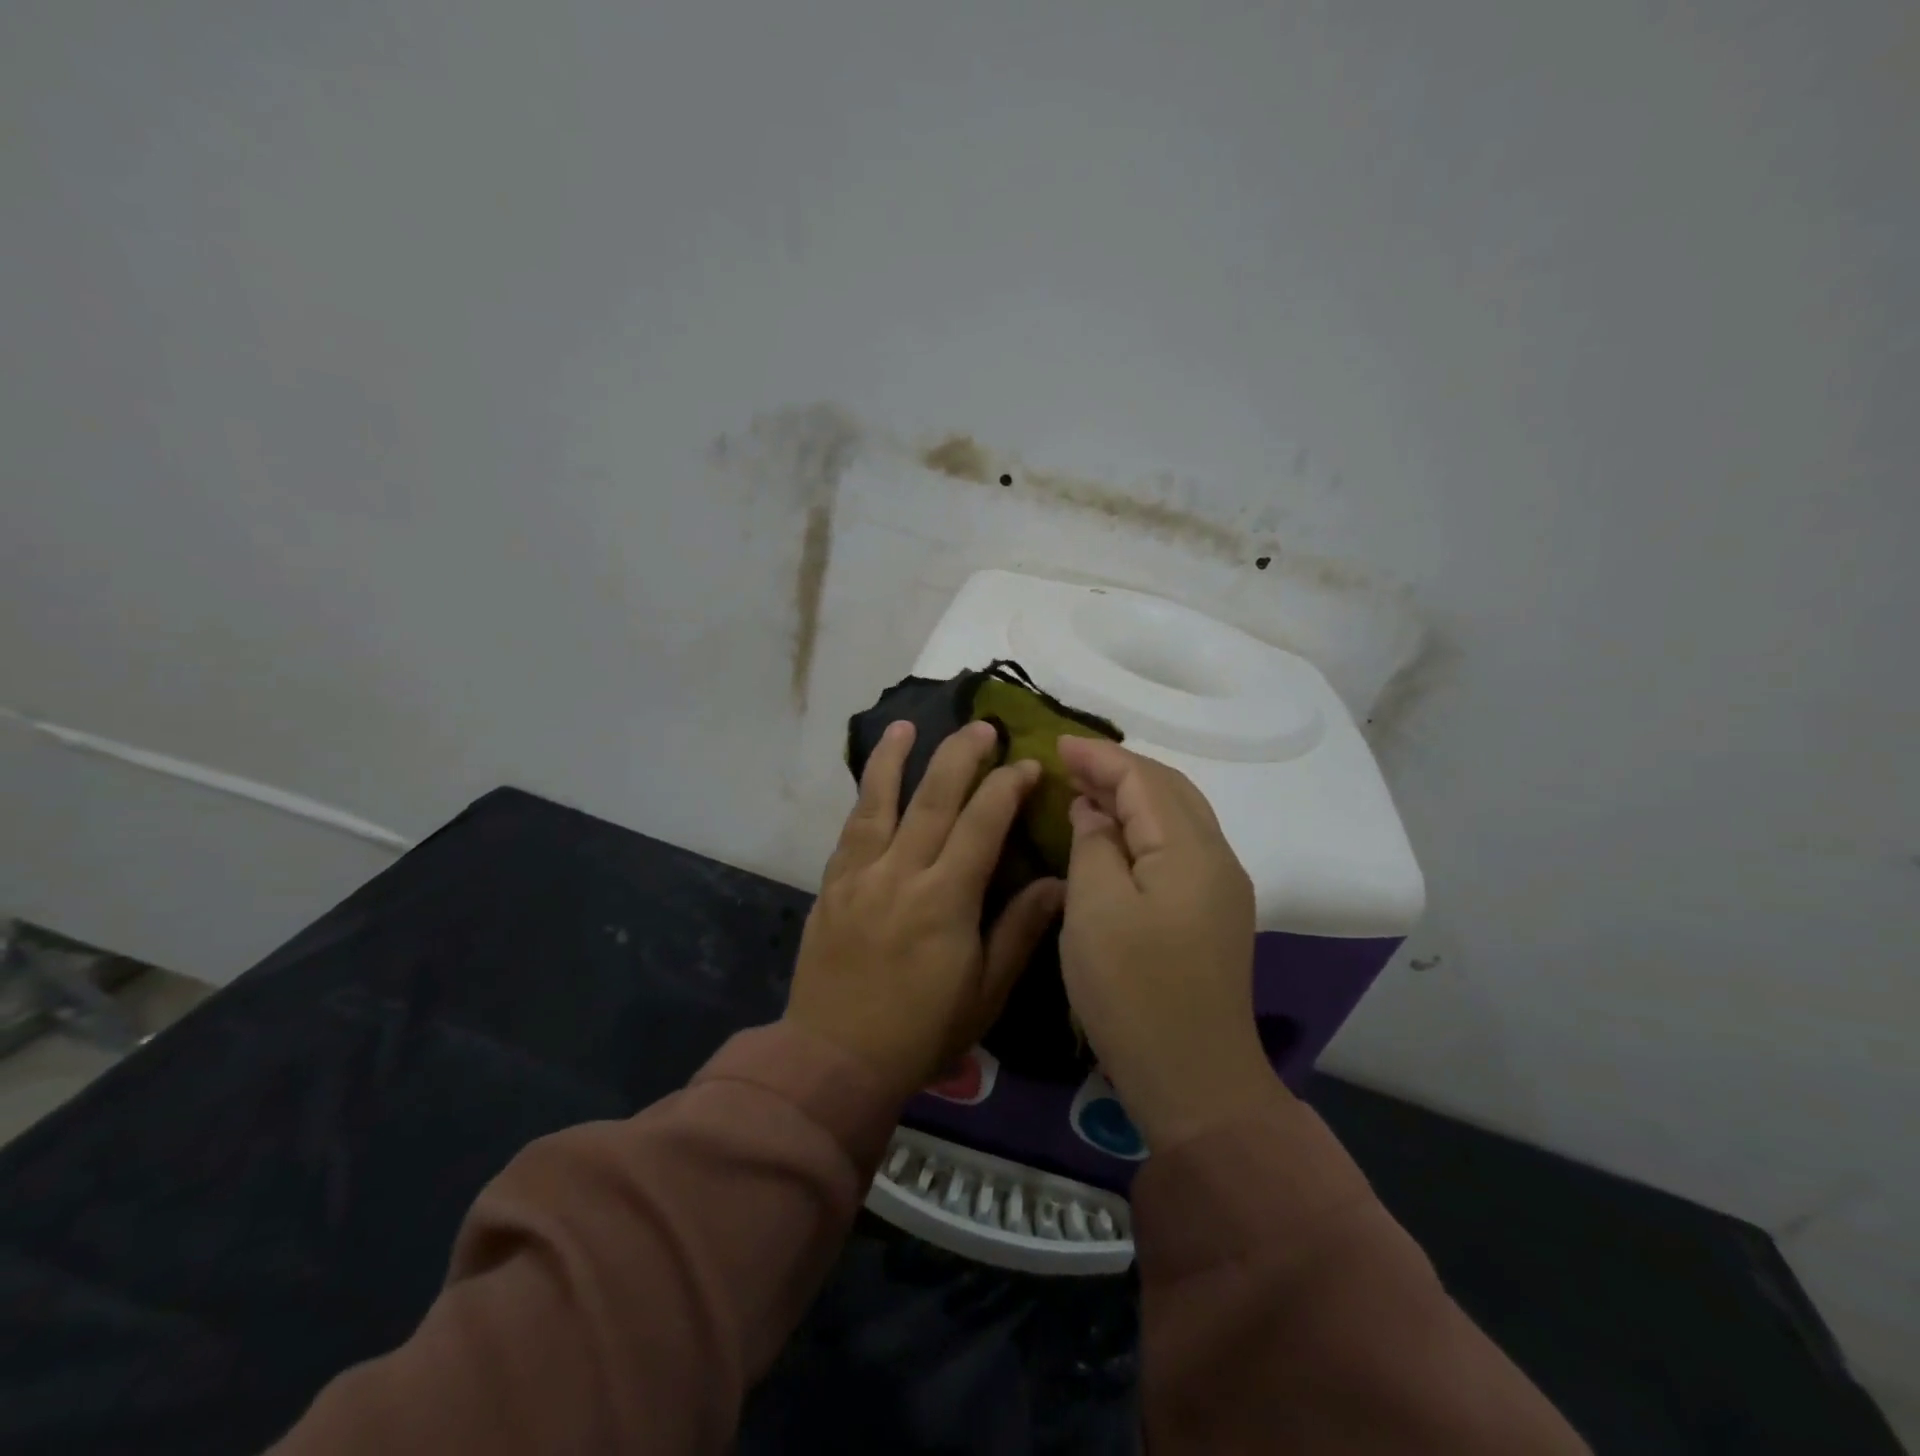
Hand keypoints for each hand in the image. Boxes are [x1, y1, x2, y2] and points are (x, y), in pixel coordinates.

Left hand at [785, 719, 1064, 1102]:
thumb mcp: (985, 991)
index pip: (982, 824)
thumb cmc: (921, 1031)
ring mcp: (859, 875)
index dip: (1007, 788)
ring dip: (895, 758)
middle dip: (960, 756)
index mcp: (945, 899)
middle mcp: (901, 873)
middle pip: (933, 798)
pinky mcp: (831, 885)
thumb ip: (1019, 929)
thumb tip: (1060, 882)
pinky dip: (863, 797)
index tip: (1027, 765)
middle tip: (981, 727)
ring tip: (908, 725)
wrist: (834, 1058)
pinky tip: (872, 779)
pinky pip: (850, 829)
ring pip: (879, 801)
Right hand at [1057, 737, 1278, 1149]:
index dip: (1099, 757)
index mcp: (1189, 850)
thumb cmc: (1133, 990)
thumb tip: (1096, 813)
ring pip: (1177, 817)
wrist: (1193, 1079)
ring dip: (1133, 797)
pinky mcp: (1213, 914)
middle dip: (1119, 770)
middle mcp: (1217, 858)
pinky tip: (1115, 838)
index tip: (1056, 744)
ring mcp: (1221, 888)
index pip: (1143, 780)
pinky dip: (1145, 828)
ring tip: (1086, 792)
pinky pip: (1178, 847)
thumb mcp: (1095, 909)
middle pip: (1169, 790)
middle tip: (1069, 766)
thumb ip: (1094, 845)